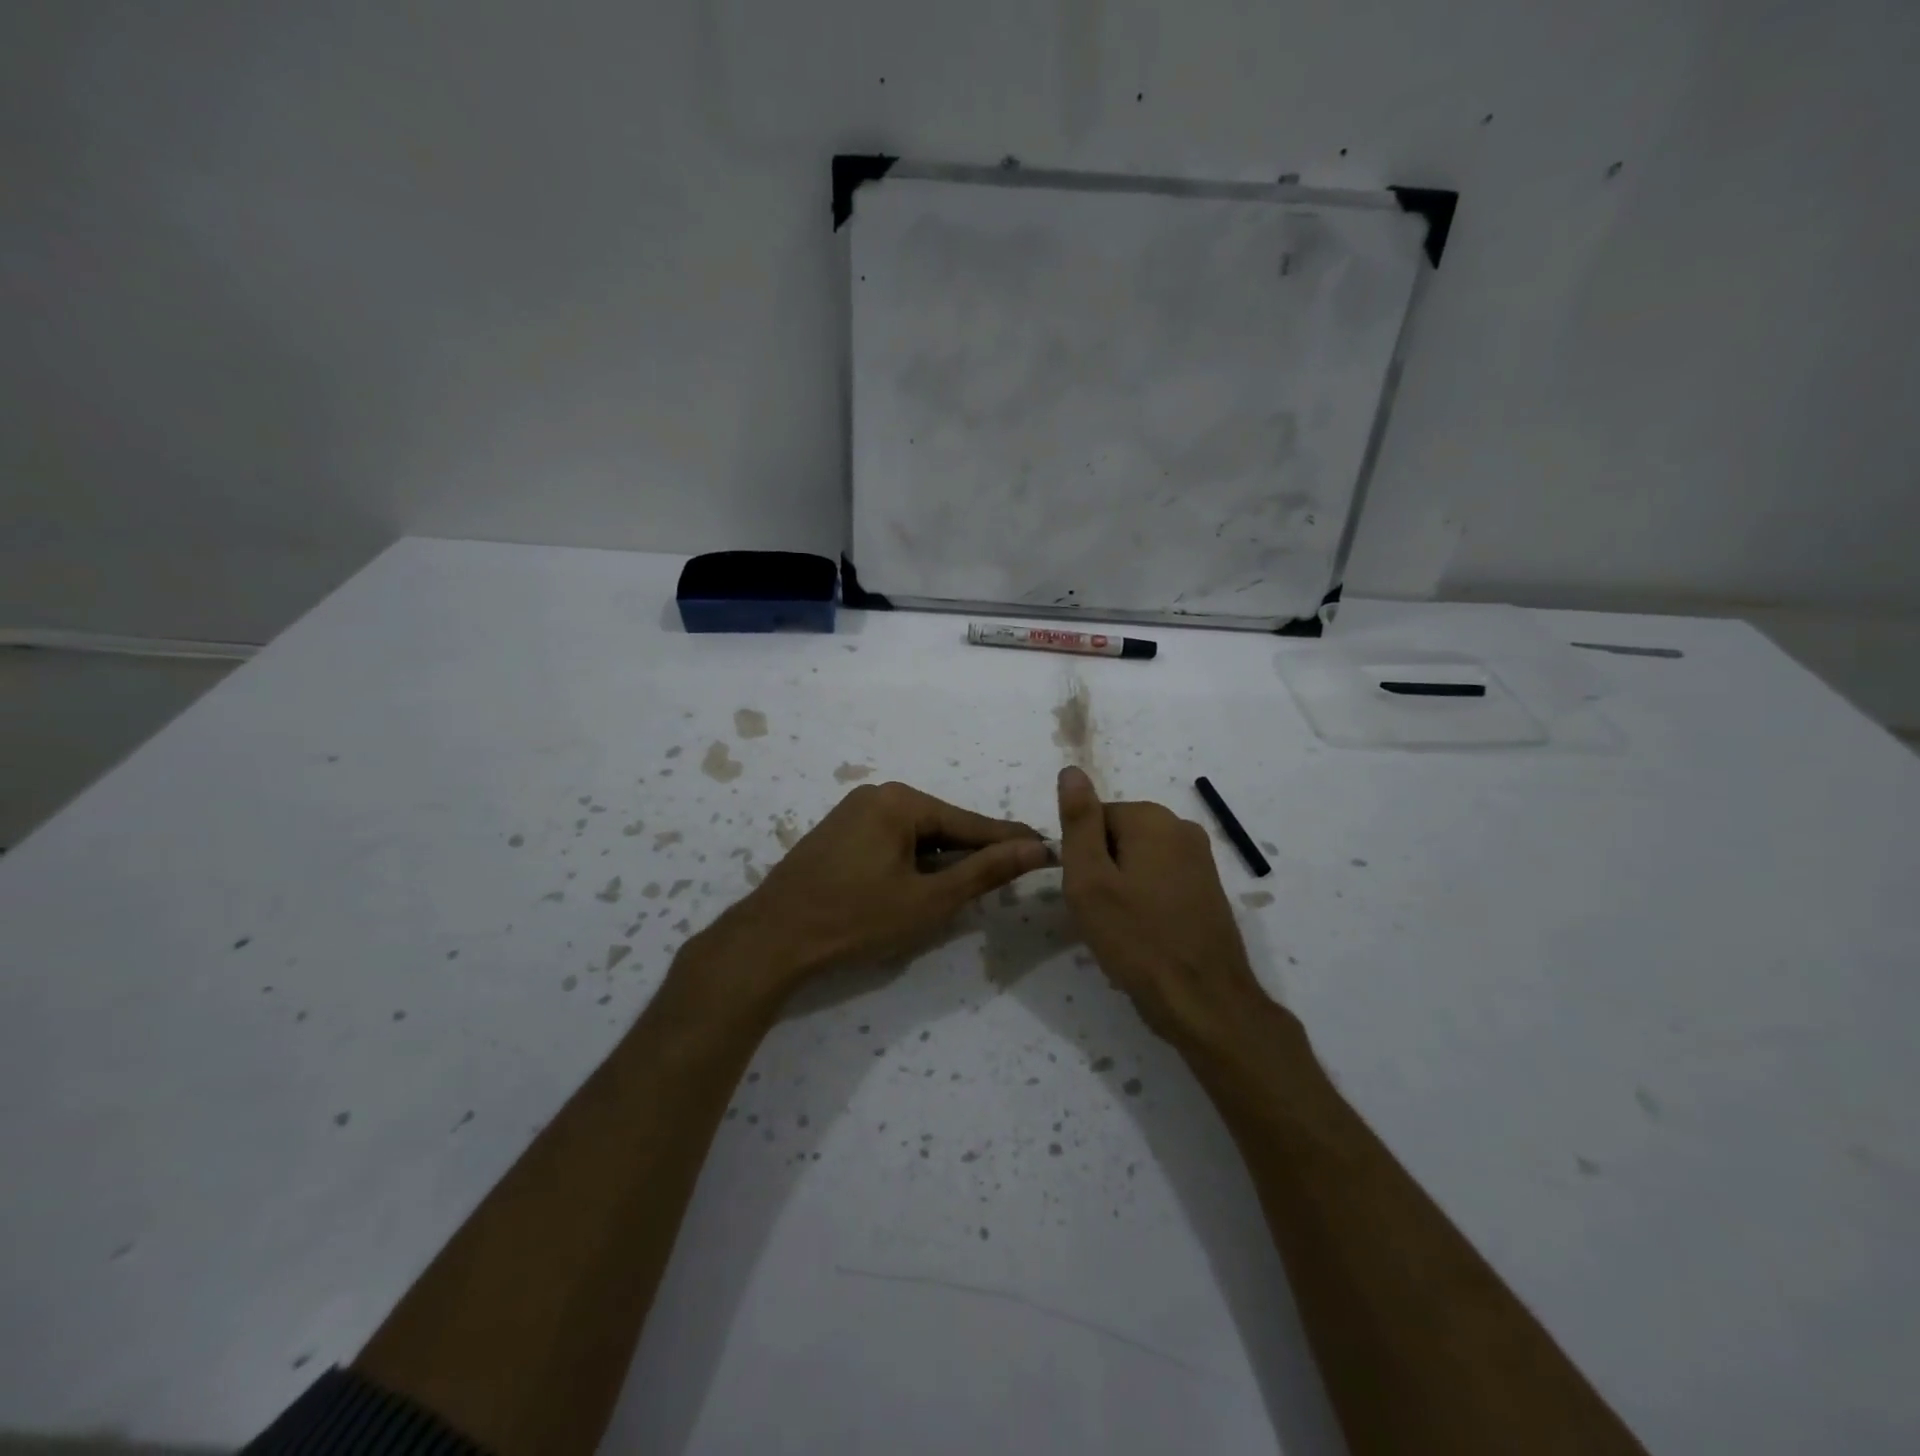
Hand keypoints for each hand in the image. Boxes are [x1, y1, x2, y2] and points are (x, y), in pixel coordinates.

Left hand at [694, 781, 1051, 998]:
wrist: (771, 940)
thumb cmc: (856, 919)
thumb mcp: (929, 900)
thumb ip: (984, 871)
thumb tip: (1034, 847)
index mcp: (901, 801)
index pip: (970, 822)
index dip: (1009, 841)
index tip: (1047, 847)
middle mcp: (877, 796)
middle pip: (942, 826)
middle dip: (973, 854)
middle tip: (1011, 876)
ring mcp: (853, 813)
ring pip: (916, 837)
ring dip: (942, 862)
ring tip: (971, 888)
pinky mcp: (838, 835)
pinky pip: (891, 843)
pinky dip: (913, 864)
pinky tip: (923, 887)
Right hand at [1056, 766, 1284, 1058]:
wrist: (1205, 1002)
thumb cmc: (1137, 939)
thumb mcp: (1090, 879)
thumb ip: (1078, 821)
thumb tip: (1071, 771)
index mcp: (1152, 819)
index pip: (1093, 819)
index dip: (1081, 857)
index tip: (1085, 893)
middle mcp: (1182, 828)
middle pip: (1117, 837)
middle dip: (1102, 871)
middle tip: (1101, 915)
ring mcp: (1201, 860)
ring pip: (1138, 862)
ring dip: (1122, 889)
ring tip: (1123, 929)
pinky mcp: (1209, 889)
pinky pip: (1161, 882)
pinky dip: (1146, 903)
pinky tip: (1146, 935)